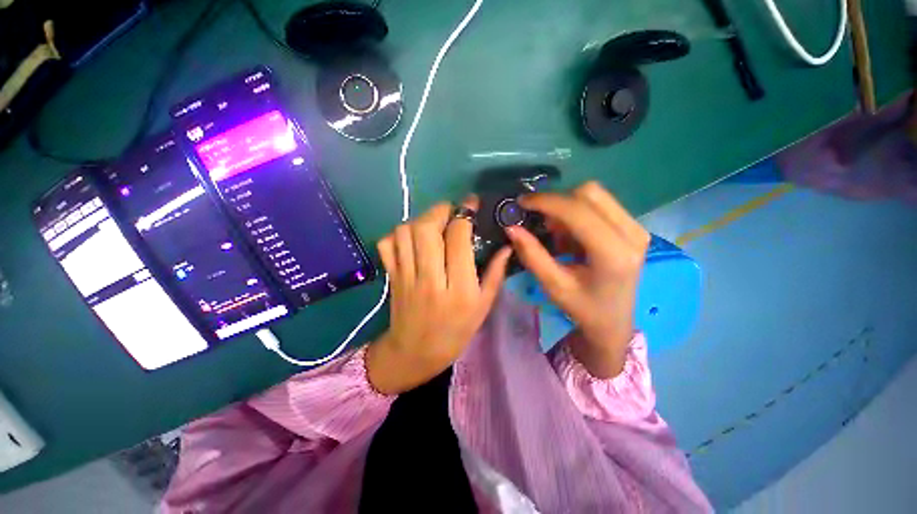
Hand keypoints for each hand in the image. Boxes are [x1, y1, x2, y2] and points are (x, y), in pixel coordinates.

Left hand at [366, 198, 512, 394]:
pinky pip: (387, 244)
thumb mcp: (483, 306)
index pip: (458, 238)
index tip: (471, 204)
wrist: (415, 353)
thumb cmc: (456, 331)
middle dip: (440, 210)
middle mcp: (430, 278)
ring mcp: (406, 277)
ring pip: (405, 232)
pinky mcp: (392, 276)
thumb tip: (506, 245)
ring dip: (420, 220)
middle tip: (450, 213)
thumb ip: (495, 273)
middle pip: (427, 228)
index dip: (465, 213)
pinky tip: (412, 240)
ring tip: (432, 226)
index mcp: (459, 288)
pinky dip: (398, 235)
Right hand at [506, 182, 649, 378]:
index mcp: (613, 254)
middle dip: (557, 203)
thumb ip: (532, 255)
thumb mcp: (553, 285)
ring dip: (567, 208)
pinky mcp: (633, 227)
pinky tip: (570, 237)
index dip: (546, 201)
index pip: (577, 211)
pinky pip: (600, 204)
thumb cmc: (583, 308)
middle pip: (589, 194)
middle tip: (540, 223)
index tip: (522, 202)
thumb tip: (511, 227)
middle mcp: (632, 234)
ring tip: (556, 235)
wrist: (614, 321)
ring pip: (595, 195)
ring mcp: (636, 228)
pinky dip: (577, 214)